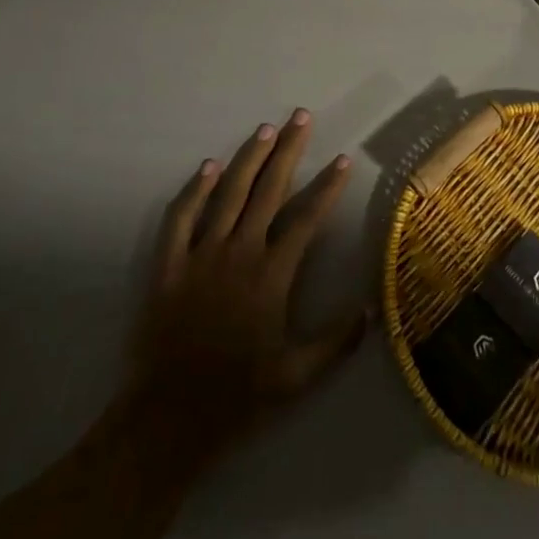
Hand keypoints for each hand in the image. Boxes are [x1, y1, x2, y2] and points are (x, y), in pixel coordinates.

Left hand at [123, 109, 365, 473]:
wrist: (166, 421)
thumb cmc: (237, 397)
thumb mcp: (296, 377)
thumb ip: (337, 341)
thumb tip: (373, 308)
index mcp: (272, 275)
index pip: (306, 217)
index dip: (327, 186)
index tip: (342, 158)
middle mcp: (239, 253)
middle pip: (269, 190)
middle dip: (288, 149)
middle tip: (301, 116)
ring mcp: (200, 256)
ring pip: (227, 194)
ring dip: (248, 158)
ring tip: (265, 129)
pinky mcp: (168, 266)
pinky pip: (180, 219)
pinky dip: (193, 190)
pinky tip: (207, 166)